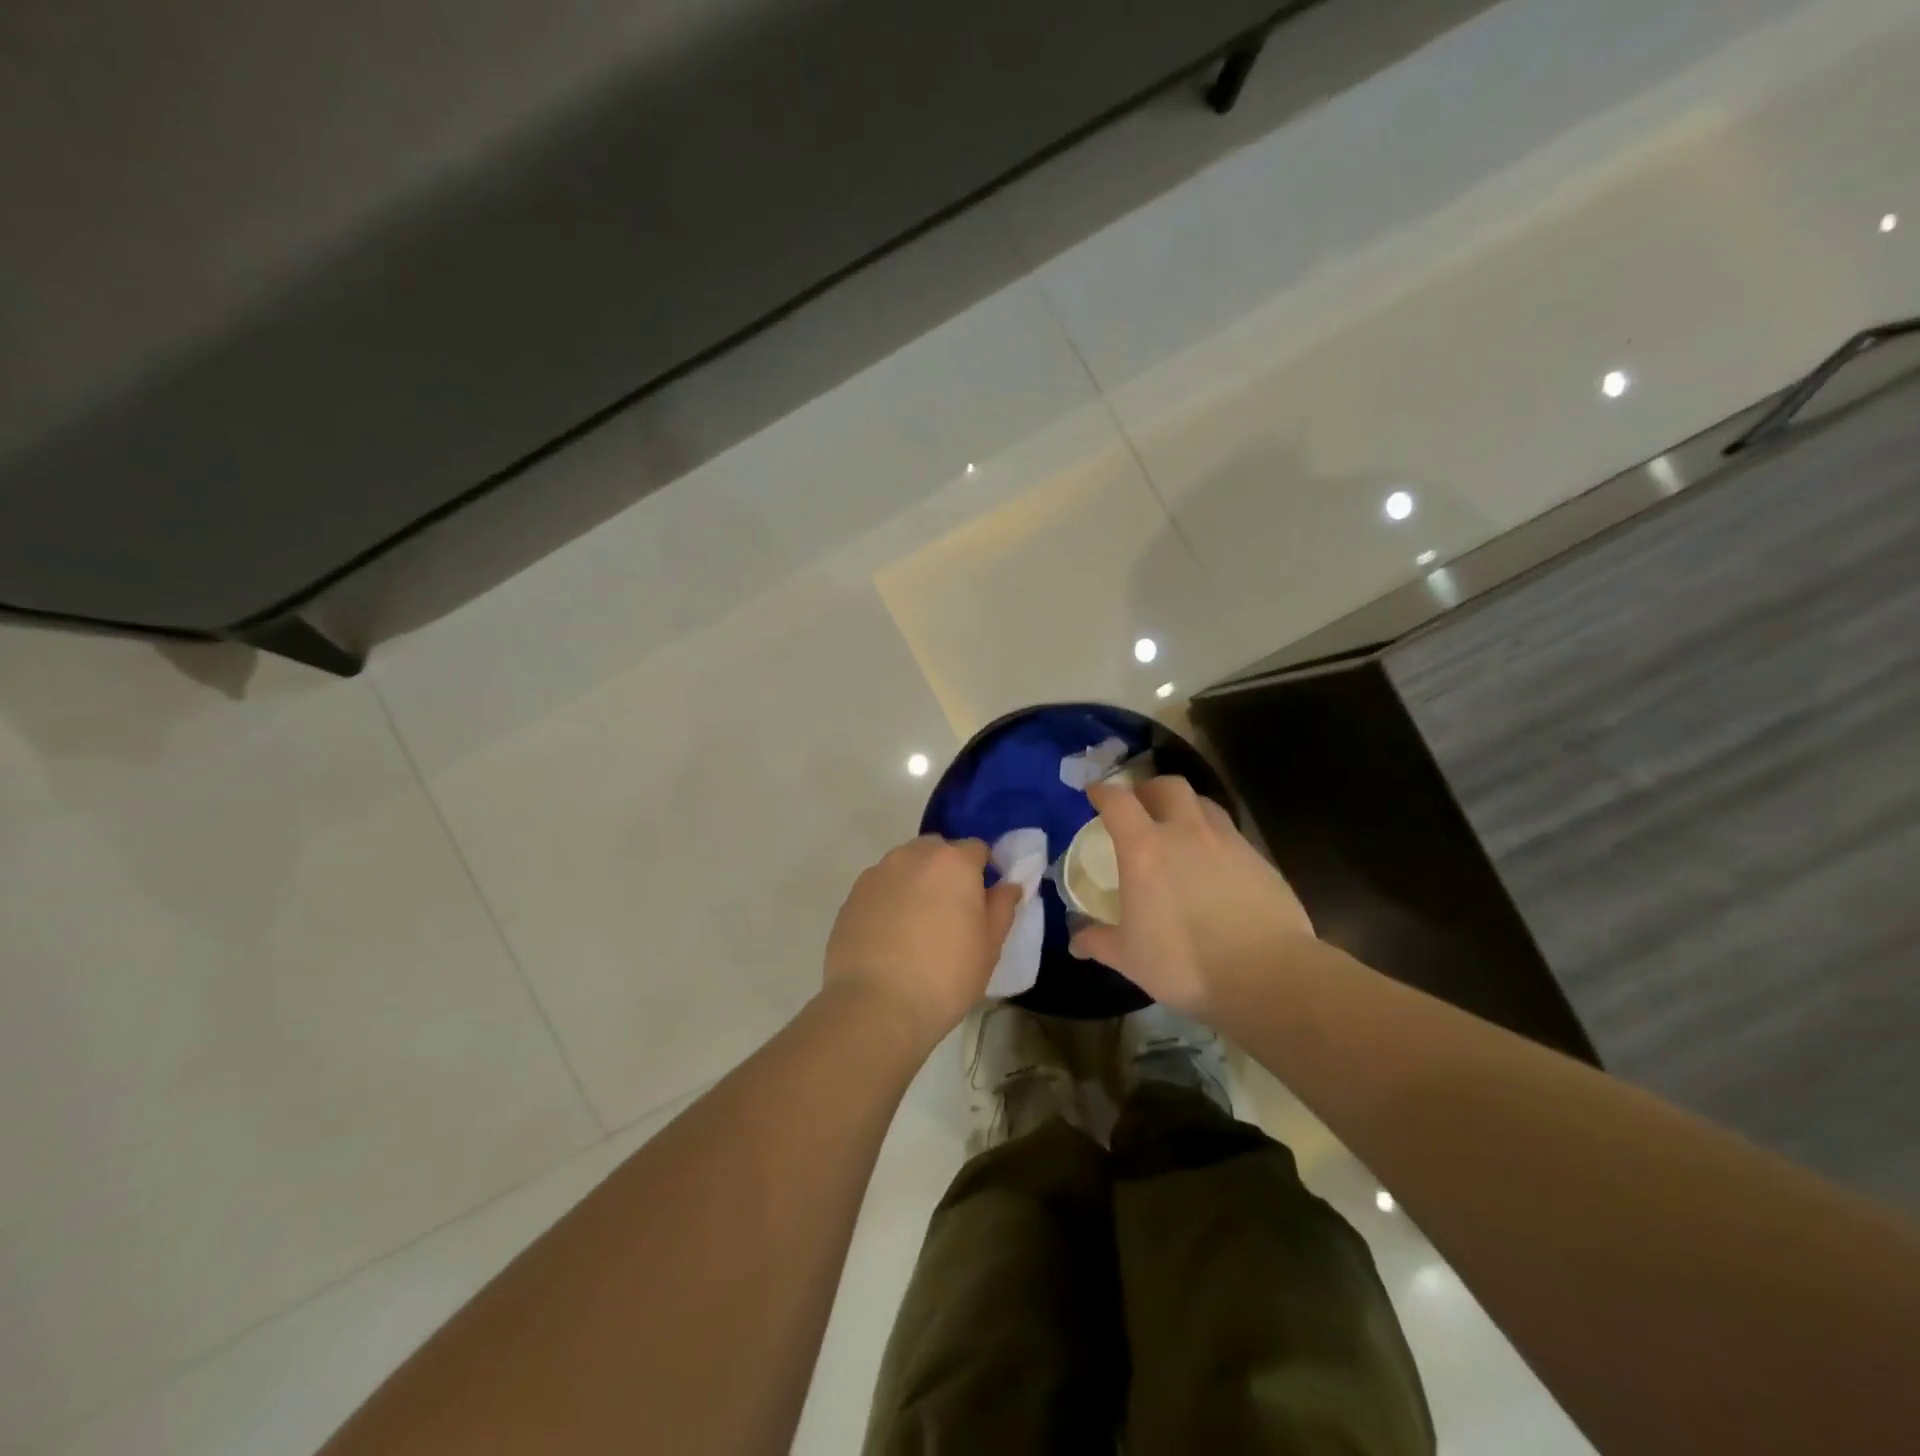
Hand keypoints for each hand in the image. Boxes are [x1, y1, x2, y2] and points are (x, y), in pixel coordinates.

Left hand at [823, 836, 1022, 1048]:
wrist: (876, 1005)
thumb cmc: (945, 976)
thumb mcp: (989, 946)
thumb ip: (1002, 907)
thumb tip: (1009, 885)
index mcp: (953, 862)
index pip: (976, 848)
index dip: (983, 871)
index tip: (983, 900)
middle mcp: (913, 855)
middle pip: (937, 851)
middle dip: (947, 871)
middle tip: (951, 912)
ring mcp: (878, 873)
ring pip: (905, 866)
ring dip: (916, 882)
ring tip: (917, 925)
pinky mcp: (852, 895)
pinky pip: (880, 887)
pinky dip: (889, 900)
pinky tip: (890, 936)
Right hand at [1069, 777, 1314, 1018]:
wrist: (1268, 976)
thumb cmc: (1185, 963)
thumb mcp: (1129, 957)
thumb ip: (1098, 941)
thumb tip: (1077, 940)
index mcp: (1145, 849)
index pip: (1118, 801)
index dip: (1102, 792)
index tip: (1094, 794)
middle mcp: (1186, 832)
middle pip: (1168, 786)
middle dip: (1150, 789)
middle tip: (1141, 807)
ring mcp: (1228, 842)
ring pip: (1204, 804)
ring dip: (1186, 808)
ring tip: (1179, 829)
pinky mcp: (1260, 859)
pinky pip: (1230, 833)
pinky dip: (1214, 837)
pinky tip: (1214, 865)